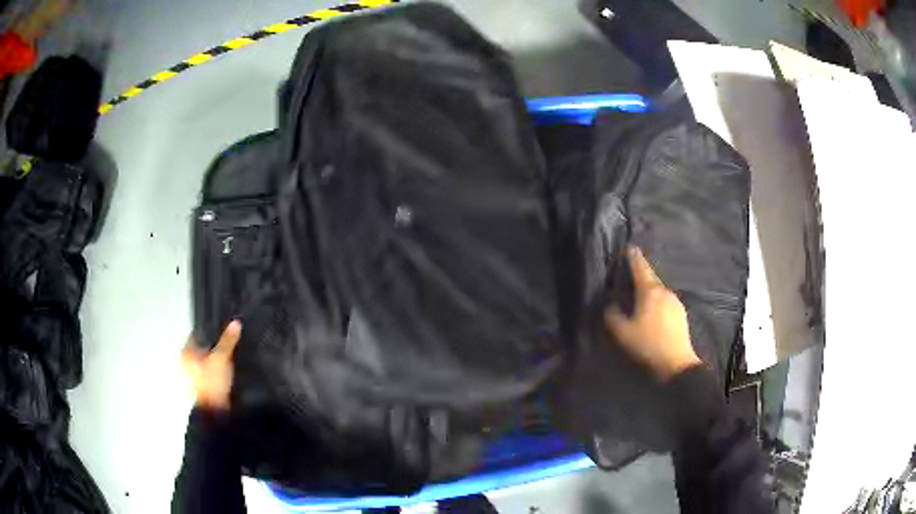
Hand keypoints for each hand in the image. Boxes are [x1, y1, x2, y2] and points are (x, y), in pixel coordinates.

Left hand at [181, 321, 240, 410]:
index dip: (210, 330)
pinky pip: (208, 371)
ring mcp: (191, 375)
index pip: (197, 334)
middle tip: (227, 342)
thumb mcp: (222, 358)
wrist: (214, 411)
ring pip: (205, 360)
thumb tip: (236, 323)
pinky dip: (214, 369)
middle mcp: (185, 361)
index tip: (222, 329)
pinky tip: (224, 370)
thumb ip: (228, 341)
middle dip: (213, 345)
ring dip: (214, 358)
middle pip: (201, 347)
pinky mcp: (200, 386)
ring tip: (228, 355)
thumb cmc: (213, 381)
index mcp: (185, 352)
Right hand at [605, 246, 700, 380]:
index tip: (630, 247)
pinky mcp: (681, 314)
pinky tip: (652, 314)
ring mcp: (676, 302)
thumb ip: (612, 316)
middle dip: (641, 275)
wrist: (677, 364)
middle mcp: (665, 291)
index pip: (640, 268)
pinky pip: (665, 302)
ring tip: (640, 299)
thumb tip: (610, 305)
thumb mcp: (622, 333)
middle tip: (630, 276)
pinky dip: (657, 303)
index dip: (633, 257)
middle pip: (651, 278)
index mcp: (650, 291)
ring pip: (659, 291)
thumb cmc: (647, 345)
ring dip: (649, 291)